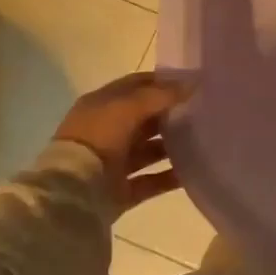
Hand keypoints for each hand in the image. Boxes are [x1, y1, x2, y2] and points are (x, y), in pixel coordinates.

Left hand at [53, 73, 191, 214]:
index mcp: (101, 105)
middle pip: (144, 119)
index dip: (162, 82)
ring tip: (202, 141)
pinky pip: (150, 181)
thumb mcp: (129, 106)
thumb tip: (193, 83)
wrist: (73, 192)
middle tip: (202, 112)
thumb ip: (161, 94)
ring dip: (171, 146)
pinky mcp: (120, 191)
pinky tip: (192, 172)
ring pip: (148, 150)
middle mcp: (106, 132)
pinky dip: (169, 177)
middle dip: (170, 114)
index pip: (136, 86)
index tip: (191, 83)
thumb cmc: (98, 137)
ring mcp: (112, 163)